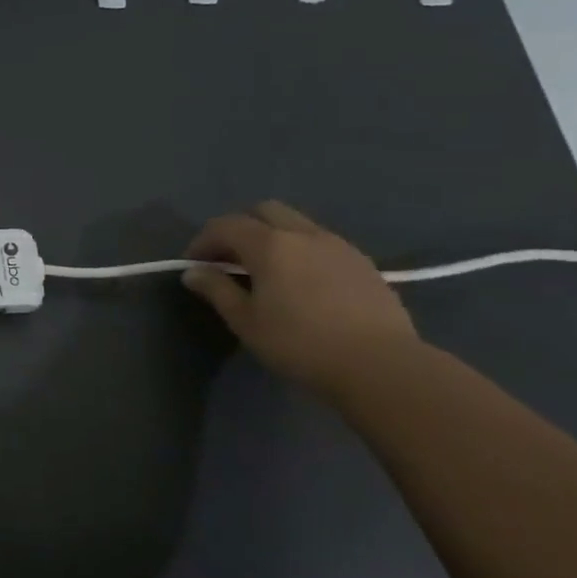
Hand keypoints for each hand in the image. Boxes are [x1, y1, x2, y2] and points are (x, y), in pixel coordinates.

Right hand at [180, 201, 420, 396]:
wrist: (383, 367)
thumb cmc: (301, 343)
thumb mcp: (246, 321)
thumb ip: (217, 290)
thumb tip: (194, 272)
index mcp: (270, 244)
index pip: (225, 226)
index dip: (203, 241)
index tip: (193, 265)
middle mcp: (304, 234)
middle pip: (263, 211)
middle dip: (240, 228)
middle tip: (229, 259)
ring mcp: (339, 246)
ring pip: (296, 224)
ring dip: (273, 238)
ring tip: (265, 271)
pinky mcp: (363, 264)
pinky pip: (321, 243)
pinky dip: (301, 251)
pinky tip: (301, 283)